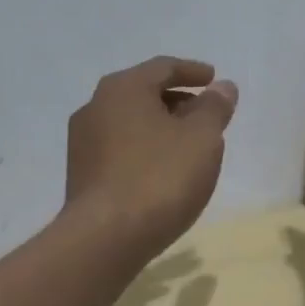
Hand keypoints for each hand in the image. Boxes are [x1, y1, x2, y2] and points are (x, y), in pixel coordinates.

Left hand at [65, 57, 238, 252]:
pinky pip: (120, 148)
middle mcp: (95, 106)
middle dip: (178, 100)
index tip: (214, 80)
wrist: (105, 238)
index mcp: (123, 88)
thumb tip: (223, 87)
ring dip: (161, 127)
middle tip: (206, 115)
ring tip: (189, 145)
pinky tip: (163, 170)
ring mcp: (83, 142)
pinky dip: (145, 148)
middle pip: (144, 93)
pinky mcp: (81, 174)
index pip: (163, 67)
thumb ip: (214, 107)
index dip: (193, 71)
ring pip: (130, 122)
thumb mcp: (202, 138)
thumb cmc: (160, 177)